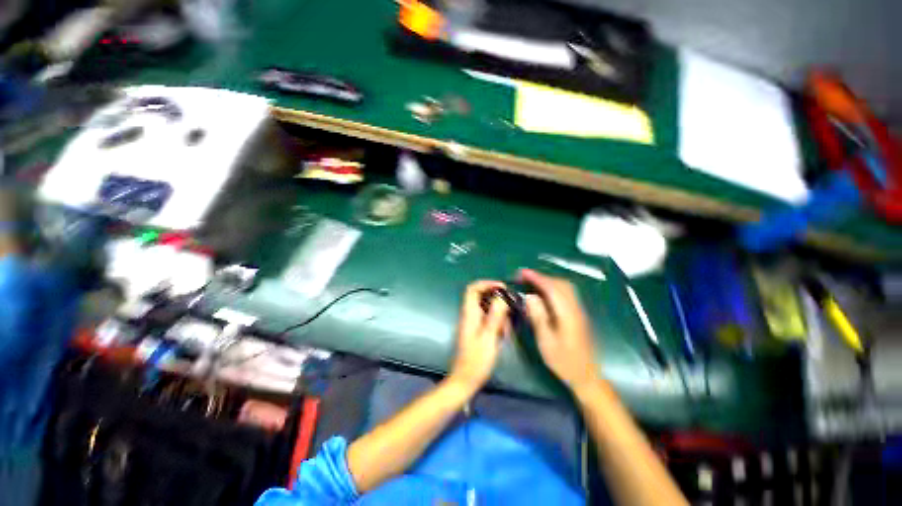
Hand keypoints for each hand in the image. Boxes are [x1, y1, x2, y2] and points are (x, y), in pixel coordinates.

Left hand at [449, 280, 509, 393]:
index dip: (487, 283)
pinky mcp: (476, 329)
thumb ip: (495, 316)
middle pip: (480, 296)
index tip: (503, 288)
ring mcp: (472, 321)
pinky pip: (487, 318)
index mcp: (469, 313)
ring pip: (486, 307)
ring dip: (498, 313)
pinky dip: (496, 322)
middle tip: (509, 309)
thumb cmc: (477, 360)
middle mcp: (469, 314)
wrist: (465, 379)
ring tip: (506, 327)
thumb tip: (502, 297)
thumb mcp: (489, 337)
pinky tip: (502, 334)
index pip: (473, 289)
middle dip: (496, 299)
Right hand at [519, 269, 600, 391]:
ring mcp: (579, 310)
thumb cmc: (564, 361)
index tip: (522, 273)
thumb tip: (529, 296)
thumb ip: (538, 317)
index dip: (537, 278)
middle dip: (542, 277)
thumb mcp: (546, 342)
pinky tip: (544, 293)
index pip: (552, 289)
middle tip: (524, 277)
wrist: (586, 376)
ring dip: (548, 281)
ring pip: (565, 287)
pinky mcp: (578, 314)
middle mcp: (575, 308)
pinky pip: (566, 293)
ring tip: (532, 282)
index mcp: (567, 314)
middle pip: (561, 284)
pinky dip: (553, 287)